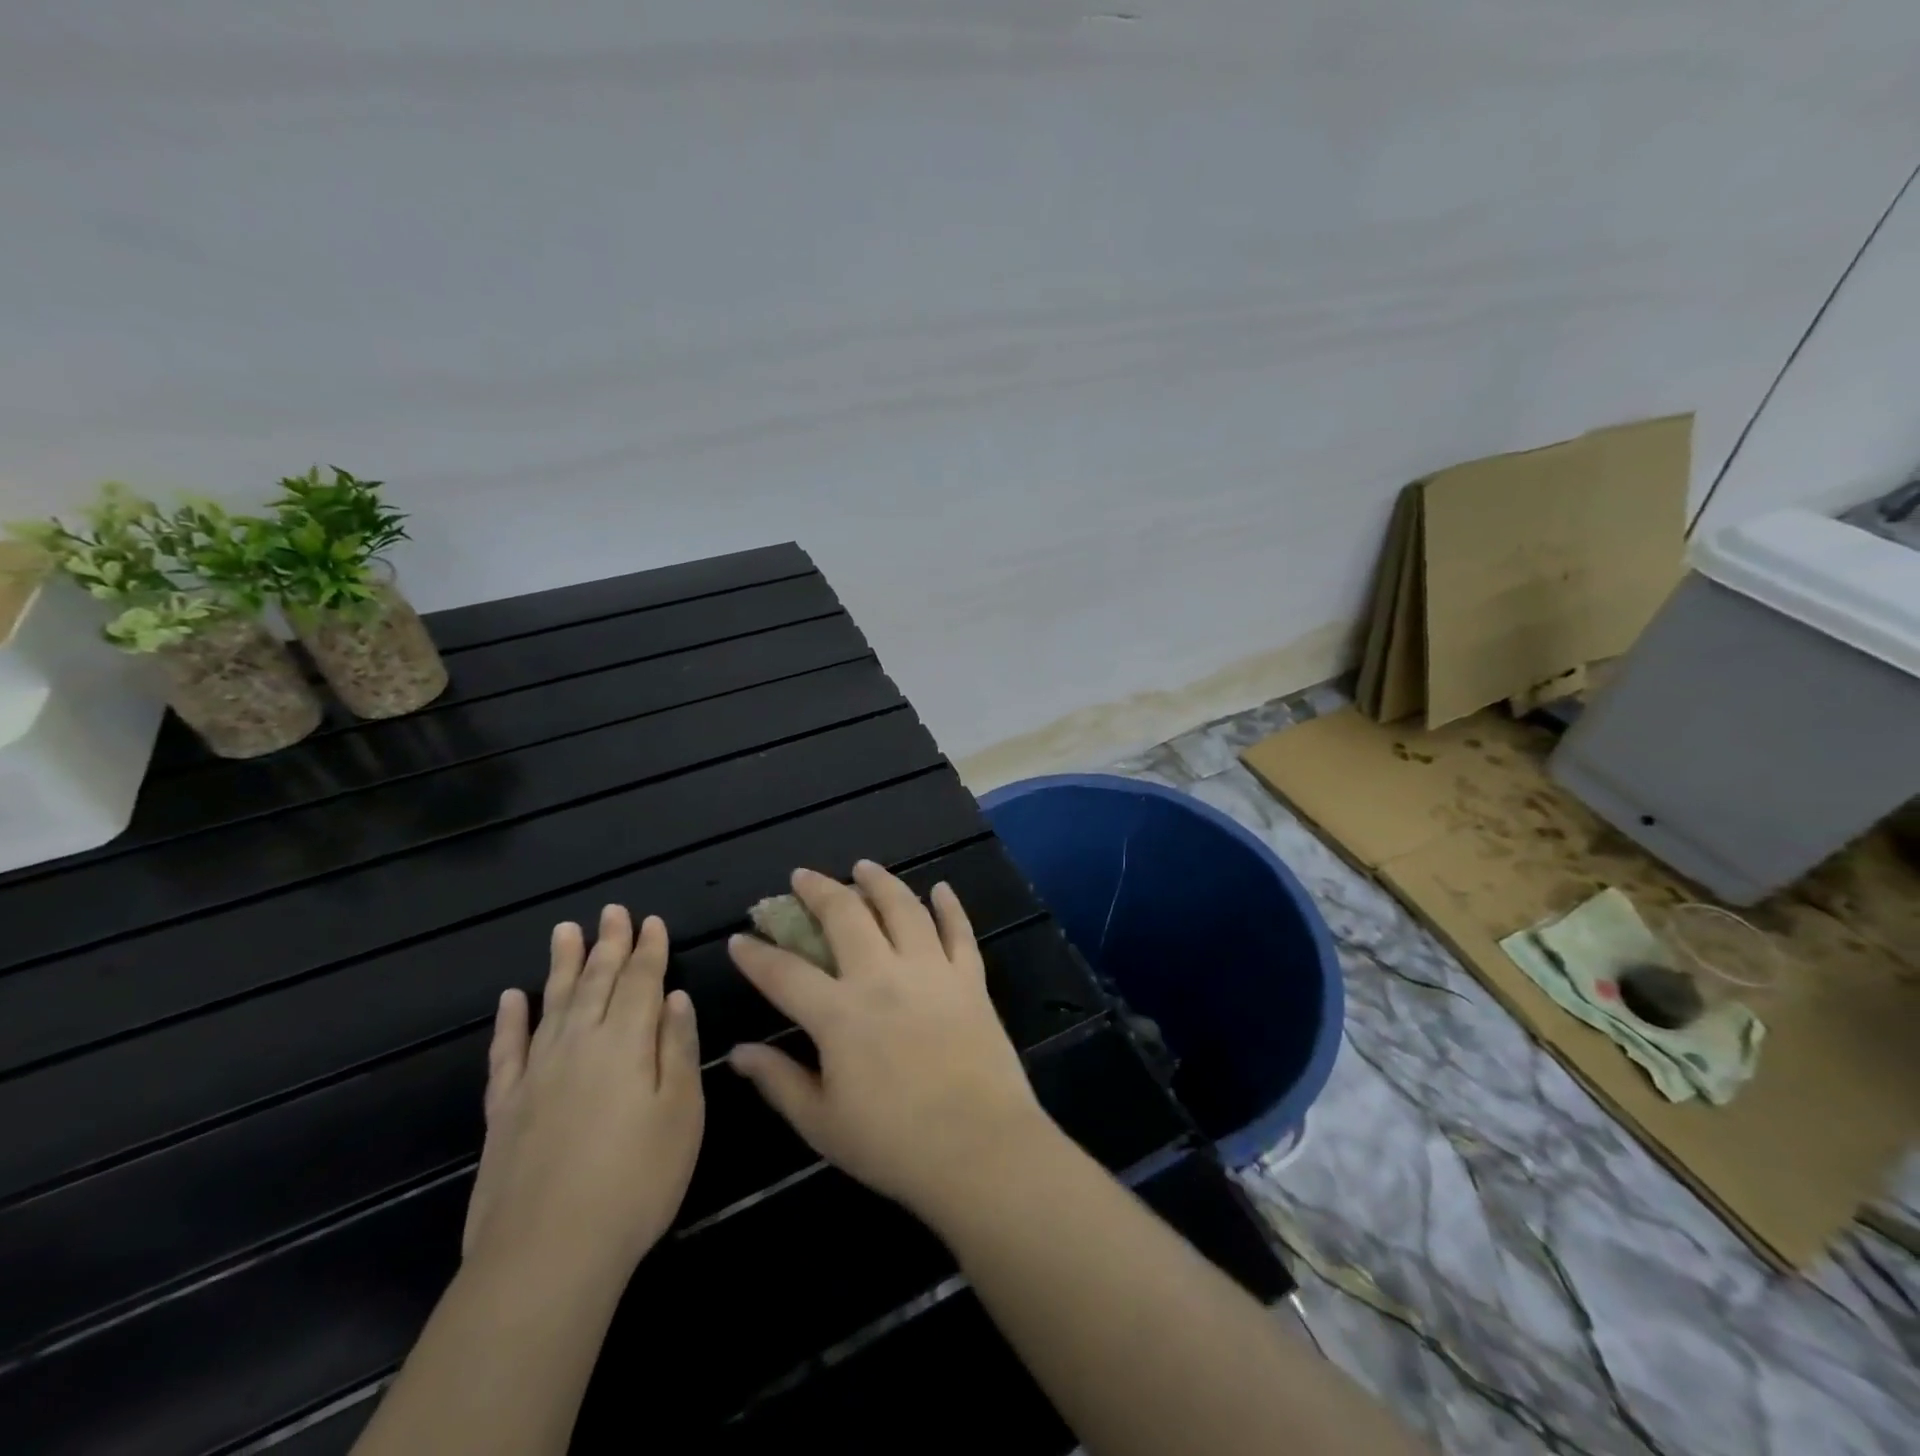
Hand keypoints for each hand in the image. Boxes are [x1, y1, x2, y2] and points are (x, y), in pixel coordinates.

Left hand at [462, 906, 703, 1279]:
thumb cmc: (636, 1180)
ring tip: (566, 930)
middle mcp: (579, 1044)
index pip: (642, 980)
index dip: (649, 949)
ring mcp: (536, 1074)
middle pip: (596, 982)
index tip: (652, 920)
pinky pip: (505, 1051)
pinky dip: (509, 1021)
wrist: (548, 1255)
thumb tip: (675, 998)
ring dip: (561, 965)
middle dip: (608, 944)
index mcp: (627, 1042)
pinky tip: (511, 998)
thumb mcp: (681, 1112)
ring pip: (552, 1003)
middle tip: (612, 910)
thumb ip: (677, 1048)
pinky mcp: (504, 1108)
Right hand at [726, 862, 1053, 1226]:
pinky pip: (959, 931)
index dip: (756, 955)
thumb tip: (738, 1053)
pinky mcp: (970, 978)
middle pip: (845, 916)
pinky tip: (941, 889)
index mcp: (839, 1014)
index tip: (740, 939)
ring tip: (864, 867)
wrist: (980, 1148)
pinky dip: (950, 906)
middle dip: (818, 891)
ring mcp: (931, 971)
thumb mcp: (822, 1123)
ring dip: (880, 882)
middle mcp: (882, 977)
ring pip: (903, 908)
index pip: (784, 973)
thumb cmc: (893, 1144)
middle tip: (803, 877)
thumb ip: (778, 1081)